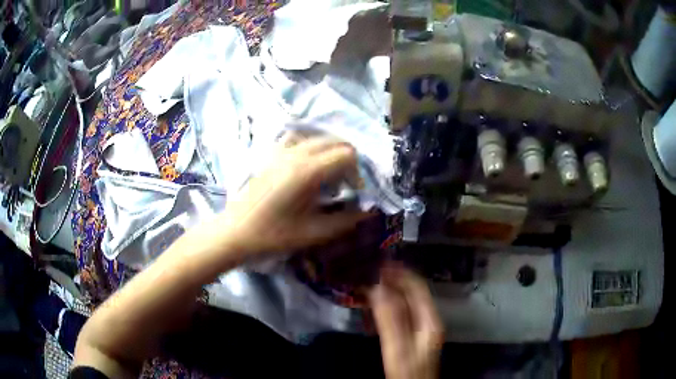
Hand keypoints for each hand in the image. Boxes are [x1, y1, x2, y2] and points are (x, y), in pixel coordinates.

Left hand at [220, 135, 369, 255]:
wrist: (238, 231)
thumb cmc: (275, 234)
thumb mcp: (315, 232)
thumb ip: (347, 220)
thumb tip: (368, 211)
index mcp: (309, 171)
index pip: (347, 154)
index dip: (357, 171)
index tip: (353, 191)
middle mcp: (297, 153)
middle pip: (335, 141)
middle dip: (348, 159)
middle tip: (345, 183)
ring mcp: (282, 151)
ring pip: (317, 138)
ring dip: (330, 151)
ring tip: (329, 173)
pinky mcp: (272, 154)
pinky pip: (297, 139)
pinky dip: (310, 146)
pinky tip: (307, 163)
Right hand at [370, 266, 443, 378]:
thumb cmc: (408, 371)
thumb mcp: (398, 347)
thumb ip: (390, 319)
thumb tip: (378, 289)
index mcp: (430, 320)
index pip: (418, 288)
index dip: (401, 274)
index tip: (381, 265)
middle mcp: (428, 320)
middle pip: (412, 294)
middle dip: (393, 281)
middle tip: (371, 273)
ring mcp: (421, 328)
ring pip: (405, 303)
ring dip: (389, 292)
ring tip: (370, 286)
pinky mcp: (411, 336)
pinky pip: (400, 314)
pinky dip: (387, 306)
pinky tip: (375, 307)